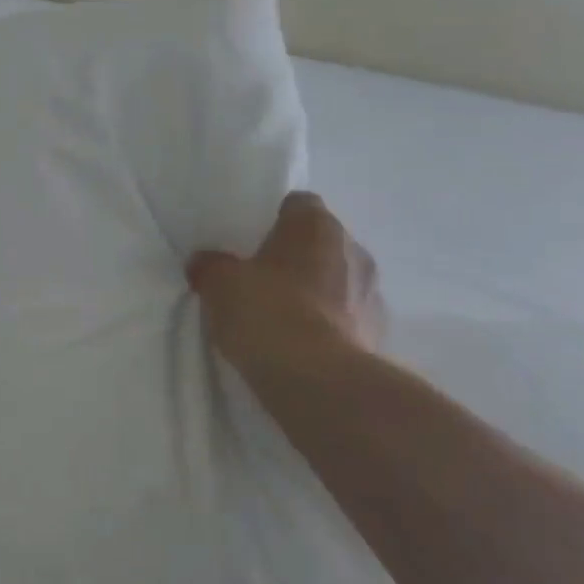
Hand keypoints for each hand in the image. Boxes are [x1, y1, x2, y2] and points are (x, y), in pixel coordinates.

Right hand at [188, 192, 386, 369]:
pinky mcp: (378, 335)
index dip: (275, 218)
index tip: (252, 239)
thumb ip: (211, 265)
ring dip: (315, 292)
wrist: (317, 379)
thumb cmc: (267, 310)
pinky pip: (346, 318)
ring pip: (337, 281)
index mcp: (317, 226)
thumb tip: (205, 261)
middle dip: (295, 257)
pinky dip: (327, 326)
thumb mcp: (219, 283)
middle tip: (260, 278)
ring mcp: (372, 294)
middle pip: (320, 243)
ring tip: (280, 316)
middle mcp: (353, 250)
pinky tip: (299, 344)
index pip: (299, 204)